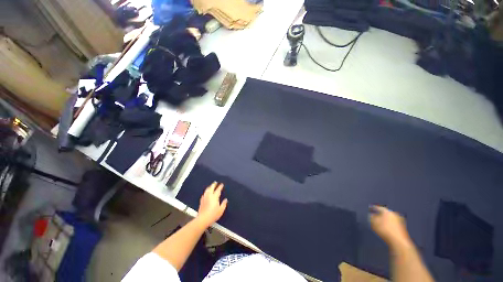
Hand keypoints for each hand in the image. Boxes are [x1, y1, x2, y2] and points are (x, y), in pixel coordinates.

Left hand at [197, 182, 227, 227]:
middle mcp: (209, 196)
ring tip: (211, 186)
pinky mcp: (201, 201)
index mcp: (214, 197)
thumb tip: (225, 200)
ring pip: (207, 190)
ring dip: (209, 187)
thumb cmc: (213, 215)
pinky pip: (204, 194)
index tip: (221, 184)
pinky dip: (206, 191)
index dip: (220, 187)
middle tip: (215, 182)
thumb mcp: (221, 210)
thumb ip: (223, 204)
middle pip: (211, 188)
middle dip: (213, 184)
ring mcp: (204, 198)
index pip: (218, 190)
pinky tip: (206, 193)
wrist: (203, 219)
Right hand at [369, 205, 411, 247]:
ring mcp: (399, 221)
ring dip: (384, 220)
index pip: (378, 208)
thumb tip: (371, 215)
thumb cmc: (385, 230)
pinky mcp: (402, 228)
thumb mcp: (374, 223)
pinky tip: (385, 228)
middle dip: (380, 215)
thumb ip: (371, 217)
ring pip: (389, 218)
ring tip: (379, 224)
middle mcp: (394, 214)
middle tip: (374, 217)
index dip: (373, 208)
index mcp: (387, 211)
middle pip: (385, 213)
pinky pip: (393, 223)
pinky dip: (388, 224)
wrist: (398, 241)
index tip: (370, 209)